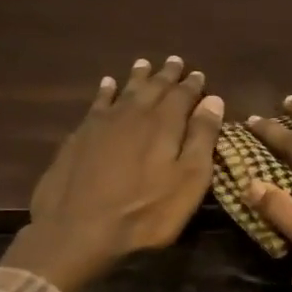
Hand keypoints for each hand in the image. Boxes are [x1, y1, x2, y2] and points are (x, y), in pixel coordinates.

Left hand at [1, 56, 222, 291]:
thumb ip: (202, 138)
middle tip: (175, 61)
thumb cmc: (146, 212)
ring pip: (124, 90)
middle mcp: (134, 114)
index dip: (193, 85)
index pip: (183, 95)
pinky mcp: (79, 137)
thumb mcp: (189, 181)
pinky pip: (98, 103)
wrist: (78, 230)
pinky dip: (106, 91)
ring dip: (138, 77)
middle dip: (167, 75)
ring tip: (144, 64)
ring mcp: (102, 123)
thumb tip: (213, 101)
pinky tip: (107, 85)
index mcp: (164, 124)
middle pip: (154, 88)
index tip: (200, 75)